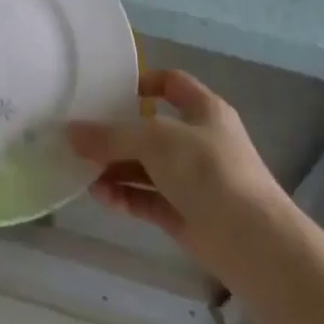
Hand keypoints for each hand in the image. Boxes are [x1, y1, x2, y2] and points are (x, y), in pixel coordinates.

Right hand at [67, 70, 286, 277]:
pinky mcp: (183, 214)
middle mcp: (198, 142)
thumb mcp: (155, 141)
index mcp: (203, 111)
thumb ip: (110, 136)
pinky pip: (145, 198)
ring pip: (144, 167)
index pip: (172, 83)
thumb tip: (69, 132)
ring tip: (81, 171)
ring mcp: (191, 180)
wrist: (253, 242)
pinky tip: (99, 196)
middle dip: (115, 134)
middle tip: (79, 136)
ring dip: (113, 168)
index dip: (144, 82)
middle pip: (149, 129)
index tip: (108, 90)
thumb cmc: (209, 172)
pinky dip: (123, 196)